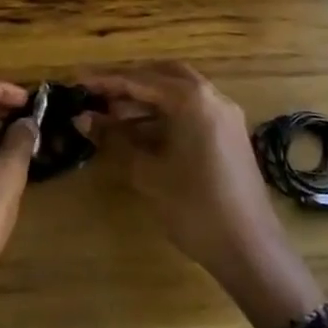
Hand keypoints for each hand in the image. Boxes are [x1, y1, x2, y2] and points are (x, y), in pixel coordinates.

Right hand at [84, 62, 322, 327]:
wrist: (250, 251)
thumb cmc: (194, 207)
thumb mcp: (146, 172)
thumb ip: (113, 139)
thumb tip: (82, 118)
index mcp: (192, 99)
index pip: (139, 80)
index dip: (105, 81)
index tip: (76, 81)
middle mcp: (211, 97)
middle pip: (162, 75)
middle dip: (128, 83)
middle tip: (96, 95)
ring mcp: (224, 115)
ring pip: (177, 92)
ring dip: (145, 99)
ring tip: (110, 115)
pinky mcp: (228, 135)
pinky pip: (191, 110)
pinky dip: (163, 113)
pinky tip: (139, 131)